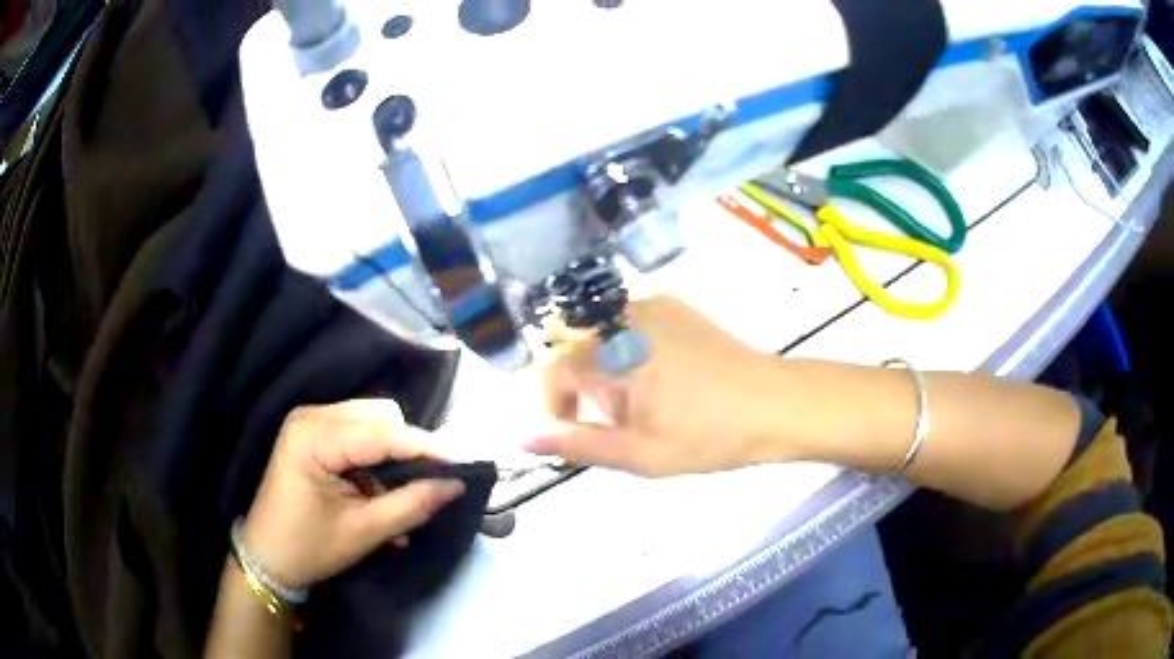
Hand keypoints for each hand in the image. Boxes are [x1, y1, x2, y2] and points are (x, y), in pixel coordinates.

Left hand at [241, 399, 464, 589]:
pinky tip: (379, 493)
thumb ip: (412, 504)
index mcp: (314, 436)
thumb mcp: (364, 532)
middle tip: (426, 487)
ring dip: (393, 456)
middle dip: (408, 450)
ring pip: (372, 422)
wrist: (267, 558)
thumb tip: (456, 484)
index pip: (382, 432)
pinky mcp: (312, 434)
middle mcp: (311, 416)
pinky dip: (376, 460)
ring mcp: (310, 422)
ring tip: (400, 496)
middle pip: (379, 416)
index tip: (462, 466)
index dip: (426, 448)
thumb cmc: (309, 547)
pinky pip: (358, 434)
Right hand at [527, 296, 789, 475]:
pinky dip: (626, 354)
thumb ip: (577, 444)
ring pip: (600, 338)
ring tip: (642, 406)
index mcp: (616, 349)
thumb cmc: (709, 434)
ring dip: (604, 372)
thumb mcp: (639, 452)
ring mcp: (654, 306)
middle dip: (582, 389)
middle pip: (575, 350)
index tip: (575, 433)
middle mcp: (627, 315)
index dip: (554, 405)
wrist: (776, 404)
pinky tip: (661, 382)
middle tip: (616, 423)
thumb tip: (524, 439)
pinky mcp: (675, 308)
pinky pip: (628, 327)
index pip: (553, 369)